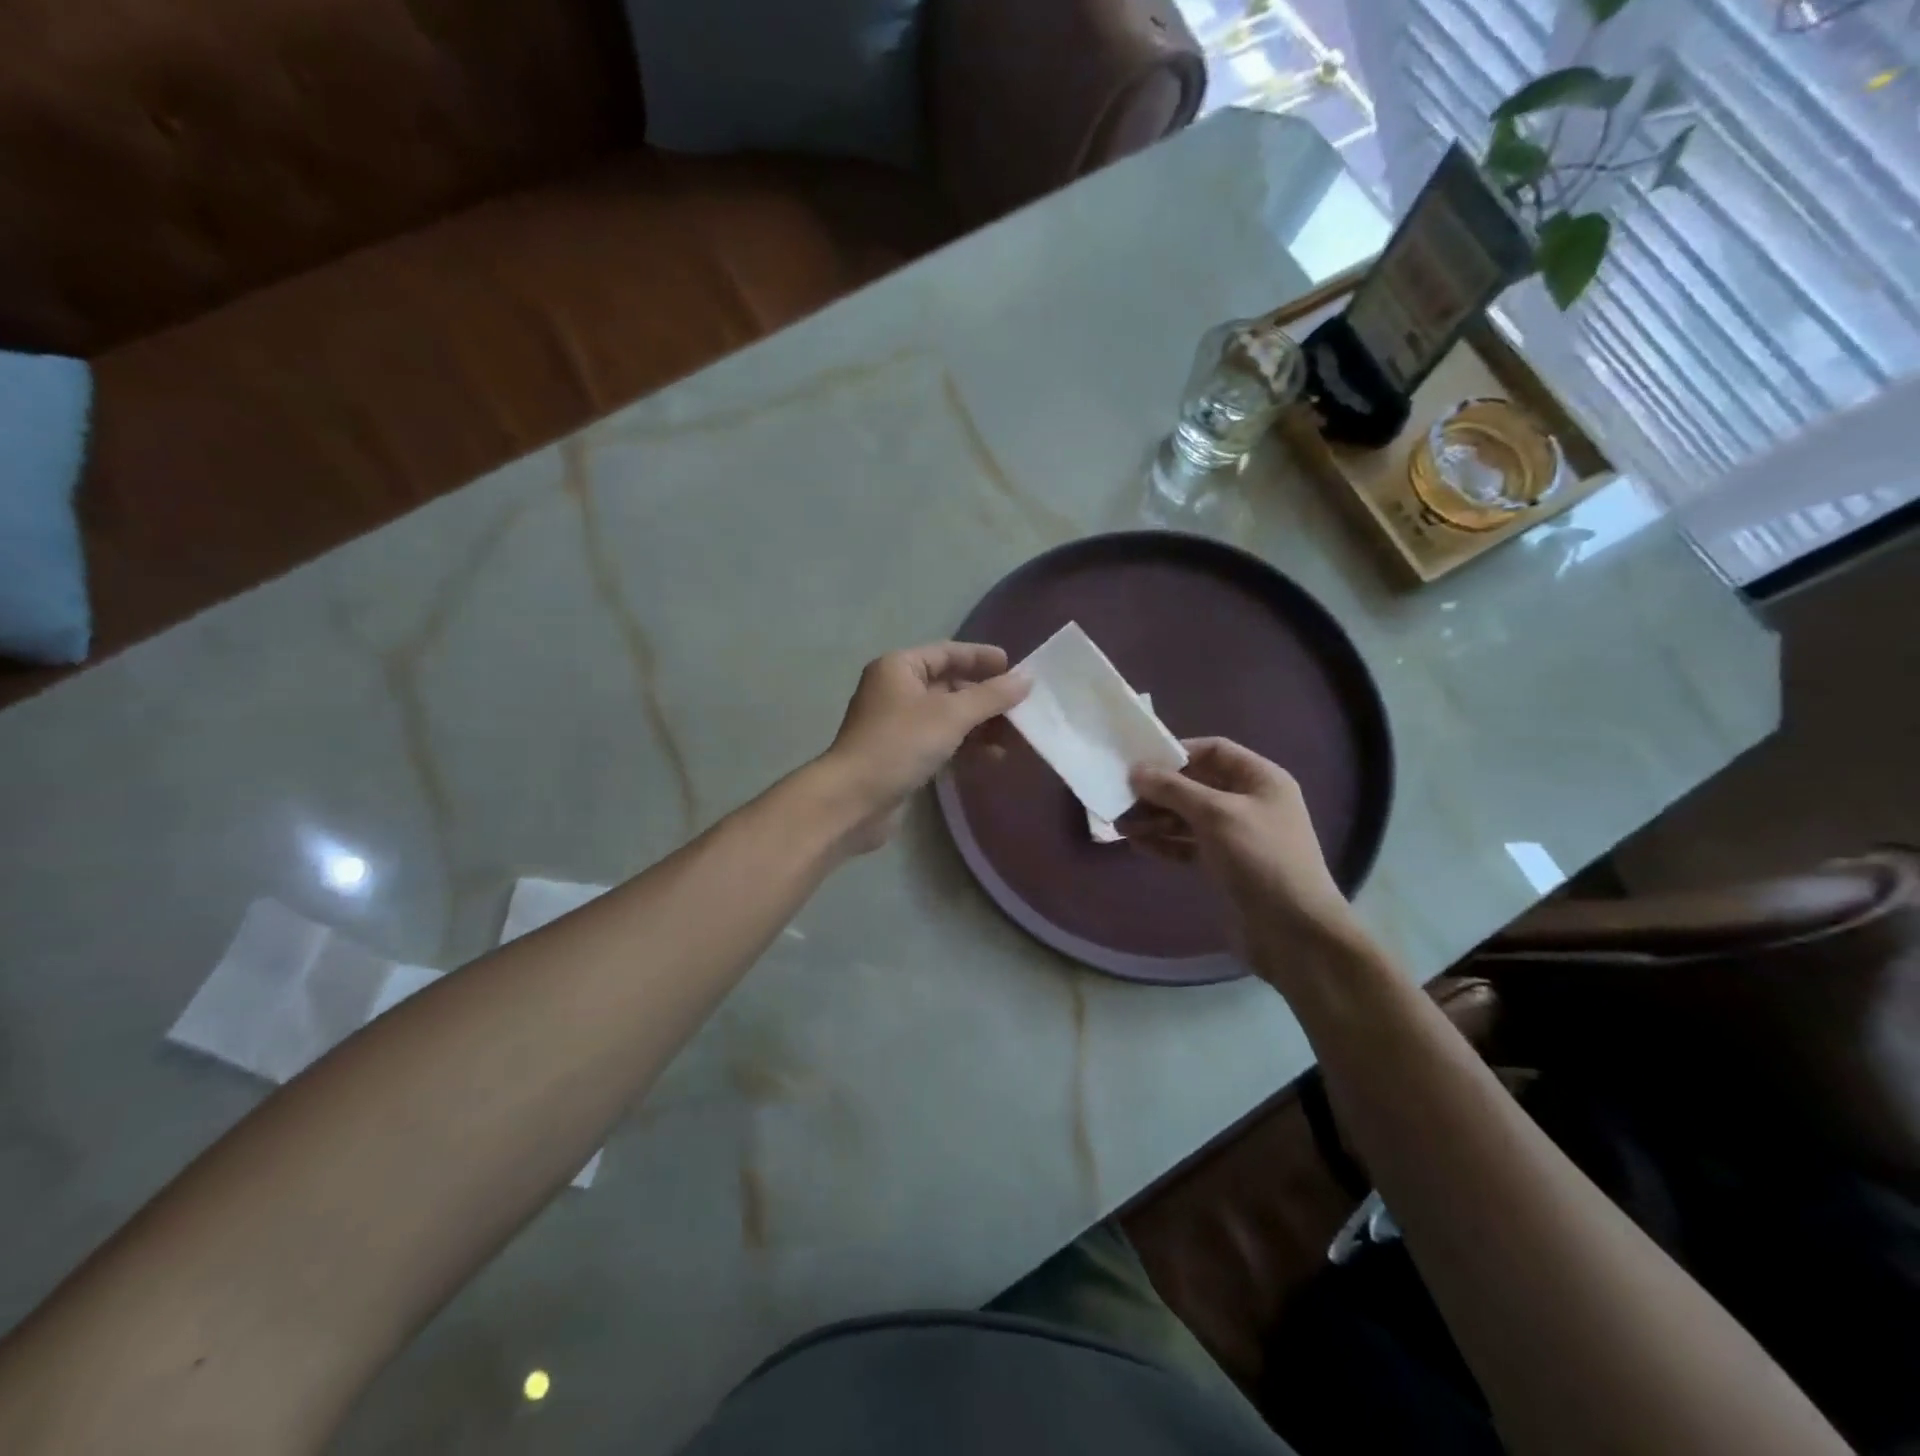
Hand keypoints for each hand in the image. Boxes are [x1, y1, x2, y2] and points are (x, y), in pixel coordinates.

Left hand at [817, 642, 1029, 853]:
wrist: (854, 800)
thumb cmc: (900, 744)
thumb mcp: (951, 715)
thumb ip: (991, 696)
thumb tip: (1026, 679)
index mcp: (899, 668)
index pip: (947, 653)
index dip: (981, 658)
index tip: (1015, 668)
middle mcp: (896, 690)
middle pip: (950, 686)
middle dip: (986, 698)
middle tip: (1022, 708)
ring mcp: (897, 725)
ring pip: (948, 717)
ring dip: (980, 726)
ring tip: (1015, 738)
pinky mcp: (902, 756)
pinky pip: (942, 742)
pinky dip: (966, 747)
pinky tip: (993, 758)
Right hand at [1127, 738, 1362, 969]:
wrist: (1294, 932)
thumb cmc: (1260, 859)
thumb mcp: (1216, 815)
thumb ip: (1174, 789)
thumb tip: (1136, 771)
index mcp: (1260, 779)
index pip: (1214, 750)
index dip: (1178, 752)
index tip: (1140, 762)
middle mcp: (1249, 802)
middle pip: (1196, 783)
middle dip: (1159, 790)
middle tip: (1121, 796)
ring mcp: (1236, 835)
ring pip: (1188, 816)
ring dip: (1155, 818)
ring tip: (1120, 824)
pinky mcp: (1224, 865)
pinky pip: (1188, 844)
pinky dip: (1164, 842)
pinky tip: (1137, 844)